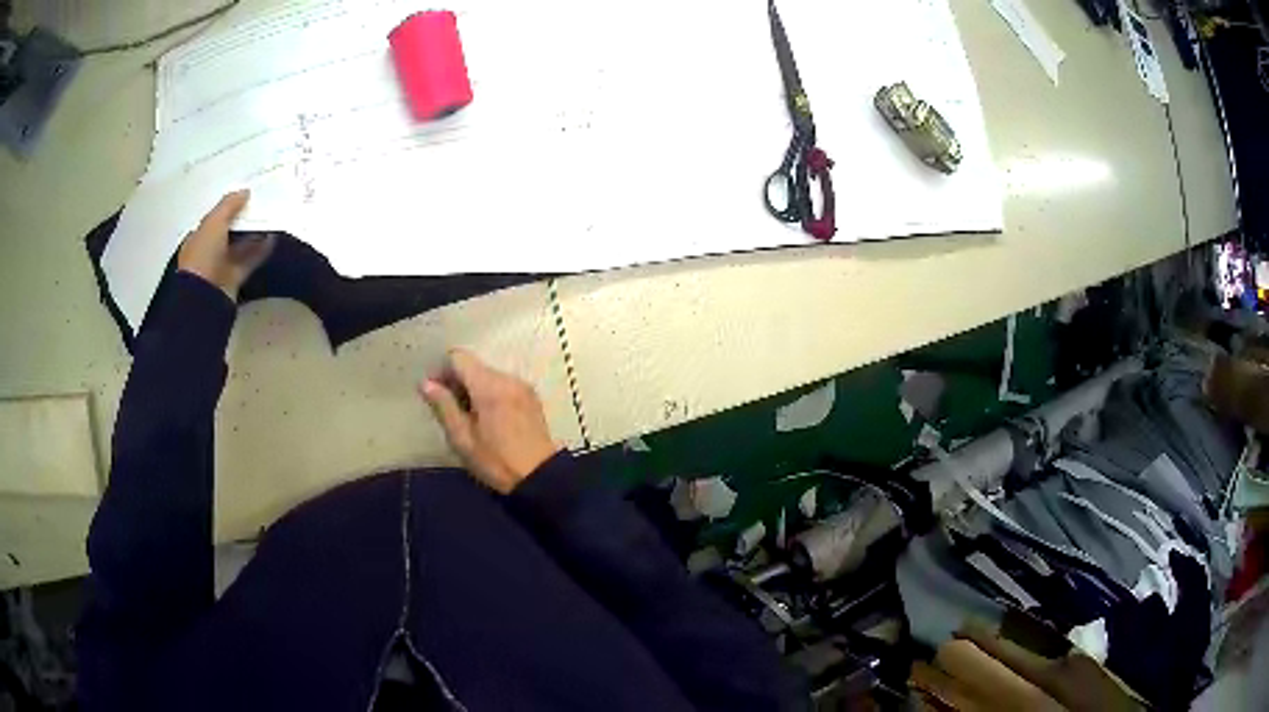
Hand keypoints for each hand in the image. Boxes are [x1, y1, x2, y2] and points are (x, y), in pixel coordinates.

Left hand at [177, 190, 273, 300]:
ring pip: (240, 247)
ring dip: (254, 235)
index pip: (213, 219)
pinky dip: (260, 251)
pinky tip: (272, 239)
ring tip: (270, 219)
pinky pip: (249, 261)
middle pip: (228, 232)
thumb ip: (229, 205)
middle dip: (243, 220)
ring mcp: (221, 267)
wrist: (205, 295)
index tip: (244, 198)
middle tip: (261, 205)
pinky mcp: (234, 279)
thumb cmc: (203, 255)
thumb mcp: (214, 222)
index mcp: (197, 237)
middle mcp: (208, 251)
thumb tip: (245, 191)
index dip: (227, 208)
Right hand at [420, 349, 559, 493]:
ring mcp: (522, 386)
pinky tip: (487, 419)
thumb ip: (443, 406)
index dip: (442, 370)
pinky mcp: (531, 397)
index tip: (434, 391)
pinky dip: (489, 394)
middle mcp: (507, 378)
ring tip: (467, 417)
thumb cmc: (496, 461)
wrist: (539, 477)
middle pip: (474, 365)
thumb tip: (425, 383)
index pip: (459, 357)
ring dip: (473, 388)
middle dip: (456, 381)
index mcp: (489, 386)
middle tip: (448, 409)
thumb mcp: (462, 438)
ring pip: (488, 375)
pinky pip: (503, 385)